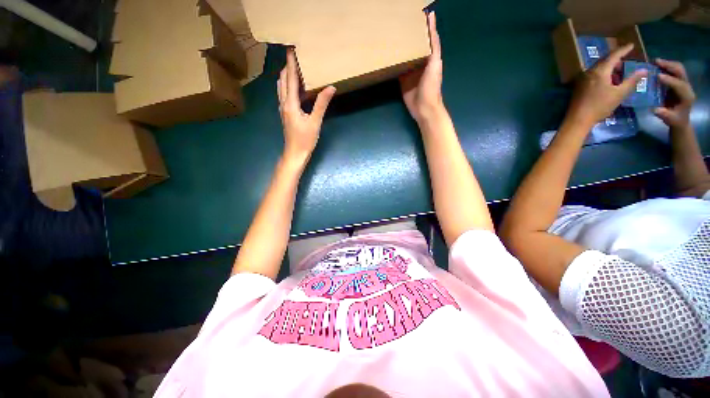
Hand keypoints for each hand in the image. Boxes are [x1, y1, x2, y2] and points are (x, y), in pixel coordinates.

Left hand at [278, 49, 335, 164]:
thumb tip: (331, 87)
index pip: (290, 78)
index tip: (291, 49)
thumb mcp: (315, 122)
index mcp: (290, 103)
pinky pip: (284, 94)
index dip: (291, 63)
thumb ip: (322, 104)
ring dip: (286, 76)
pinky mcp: (285, 114)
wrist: (295, 153)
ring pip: (281, 87)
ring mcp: (282, 108)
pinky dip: (287, 86)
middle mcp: (283, 103)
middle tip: (295, 57)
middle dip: (287, 67)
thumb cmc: (305, 139)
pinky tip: (295, 88)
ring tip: (294, 69)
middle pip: (282, 80)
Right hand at [400, 12, 443, 123]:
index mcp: (430, 57)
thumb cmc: (431, 86)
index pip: (427, 39)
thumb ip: (433, 46)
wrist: (424, 108)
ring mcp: (411, 73)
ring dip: (401, 49)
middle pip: (415, 47)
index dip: (424, 27)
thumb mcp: (434, 64)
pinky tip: (389, 56)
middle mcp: (420, 63)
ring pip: (406, 57)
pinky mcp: (403, 81)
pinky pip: (398, 70)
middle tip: (399, 24)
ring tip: (392, 37)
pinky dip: (394, 63)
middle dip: (409, 37)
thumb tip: (432, 21)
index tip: (416, 15)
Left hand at [566, 44, 646, 126]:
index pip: (613, 55)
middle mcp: (589, 71)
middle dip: (616, 59)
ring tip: (620, 72)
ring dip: (610, 67)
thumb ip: (632, 81)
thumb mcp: (619, 94)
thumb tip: (644, 70)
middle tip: (627, 60)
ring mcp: (582, 79)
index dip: (623, 49)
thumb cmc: (600, 106)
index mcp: (599, 71)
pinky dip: (603, 74)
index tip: (631, 45)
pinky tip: (609, 81)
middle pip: (604, 60)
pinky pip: (593, 74)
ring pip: (598, 67)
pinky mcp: (579, 86)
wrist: (577, 119)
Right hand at [654, 58, 695, 129]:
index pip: (679, 85)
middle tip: (656, 62)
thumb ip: (664, 114)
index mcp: (687, 96)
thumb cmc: (675, 120)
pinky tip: (658, 66)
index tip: (658, 76)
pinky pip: (674, 71)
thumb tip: (655, 109)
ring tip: (655, 62)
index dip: (670, 80)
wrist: (680, 119)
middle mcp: (687, 87)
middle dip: (669, 65)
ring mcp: (684, 83)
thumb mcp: (670, 120)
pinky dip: (667, 67)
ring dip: (667, 64)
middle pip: (680, 72)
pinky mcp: (679, 82)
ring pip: (678, 69)